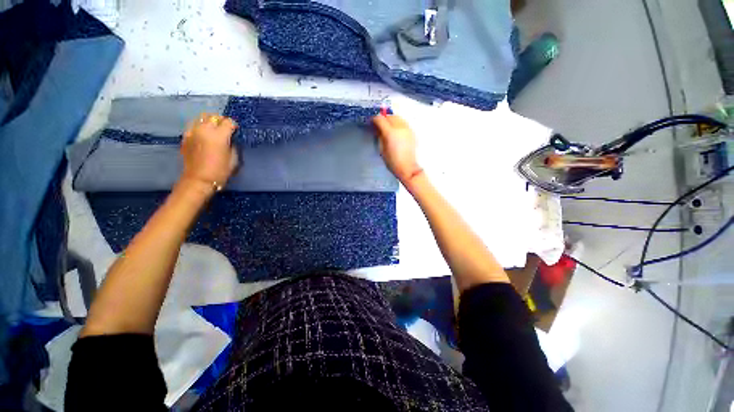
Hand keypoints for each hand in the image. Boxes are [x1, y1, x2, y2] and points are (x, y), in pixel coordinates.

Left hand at [180, 113, 238, 191]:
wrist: (199, 179)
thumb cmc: (220, 171)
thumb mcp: (233, 158)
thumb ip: (232, 145)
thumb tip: (230, 139)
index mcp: (219, 135)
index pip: (228, 122)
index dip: (233, 125)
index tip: (235, 131)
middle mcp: (204, 129)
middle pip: (213, 116)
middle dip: (220, 120)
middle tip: (224, 128)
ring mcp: (192, 132)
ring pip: (201, 117)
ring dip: (209, 121)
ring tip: (213, 128)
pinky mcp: (185, 137)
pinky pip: (193, 125)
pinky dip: (199, 126)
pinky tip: (203, 134)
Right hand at [372, 114, 421, 182]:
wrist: (407, 167)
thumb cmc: (392, 161)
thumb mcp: (381, 149)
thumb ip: (379, 136)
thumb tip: (377, 129)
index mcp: (390, 133)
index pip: (380, 119)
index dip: (374, 119)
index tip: (371, 122)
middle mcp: (400, 128)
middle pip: (390, 116)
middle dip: (383, 118)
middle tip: (379, 124)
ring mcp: (407, 129)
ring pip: (398, 117)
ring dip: (391, 120)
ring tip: (387, 127)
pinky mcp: (412, 132)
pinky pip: (403, 123)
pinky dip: (398, 123)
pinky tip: (395, 131)